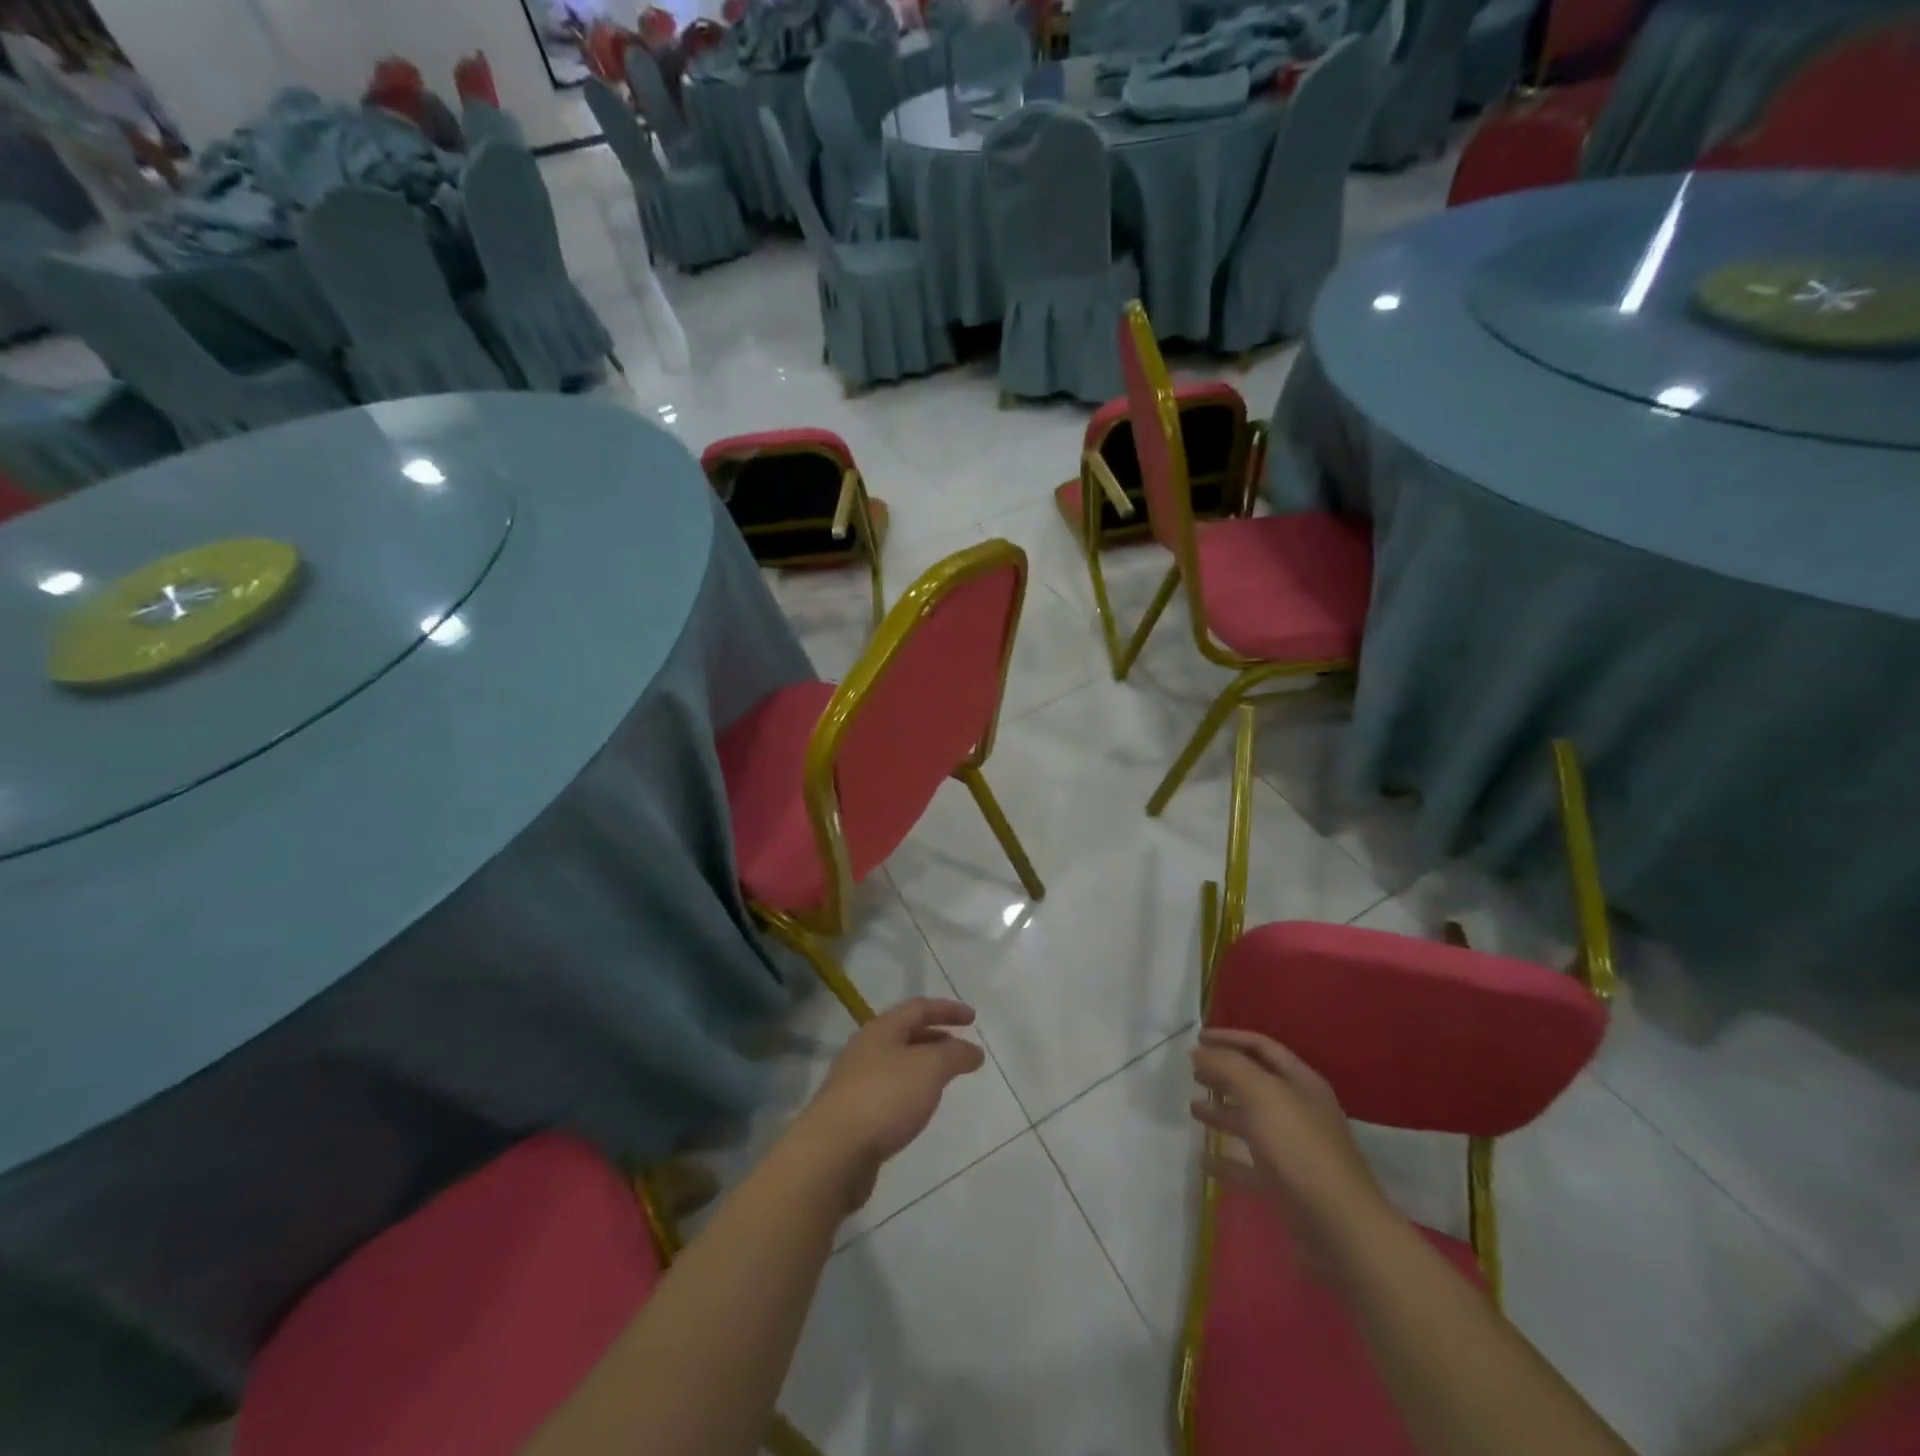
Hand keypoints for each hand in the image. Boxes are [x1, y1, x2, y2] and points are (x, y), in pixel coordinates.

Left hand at [795, 998, 985, 1209]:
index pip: (919, 1008)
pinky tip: (919, 1108)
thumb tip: (973, 1051)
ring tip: (944, 1079)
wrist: (833, 1151)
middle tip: (960, 1049)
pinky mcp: (852, 1113)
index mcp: (881, 1029)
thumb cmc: (885, 1097)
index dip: (947, 1009)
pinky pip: (889, 1091)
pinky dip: (910, 1090)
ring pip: (897, 1063)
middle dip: (935, 1037)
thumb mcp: (930, 1068)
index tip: (973, 1018)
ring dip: (923, 1065)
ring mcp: (855, 1081)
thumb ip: (955, 1055)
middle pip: (905, 1034)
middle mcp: (865, 1048)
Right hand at [1190, 1028, 1390, 1270]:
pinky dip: (1227, 1160)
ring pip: (1252, 1122)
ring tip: (1193, 1109)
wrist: (1340, 1229)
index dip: (1229, 1038)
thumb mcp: (1262, 1095)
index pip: (1261, 1047)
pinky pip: (1250, 1166)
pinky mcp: (1286, 1187)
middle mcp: (1300, 1111)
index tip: (1196, 1038)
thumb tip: (1199, 1052)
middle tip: (1192, 1073)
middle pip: (1256, 1083)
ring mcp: (1294, 1150)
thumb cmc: (1300, 1149)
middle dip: (1224, 1074)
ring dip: (1222, 1112)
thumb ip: (1228, 1067)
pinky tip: (1204, 1160)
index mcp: (1301, 1083)